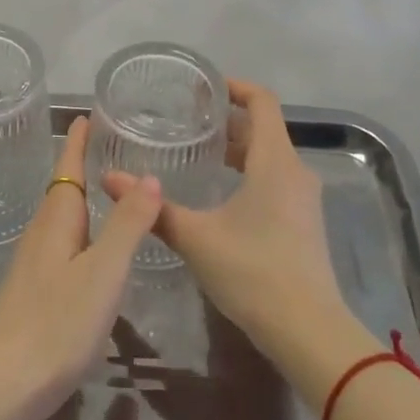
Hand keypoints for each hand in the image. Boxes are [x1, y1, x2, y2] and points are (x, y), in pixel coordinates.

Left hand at [0, 116, 163, 419]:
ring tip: (107, 193)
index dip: (78, 143)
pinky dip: (80, 233)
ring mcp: (33, 266)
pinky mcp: (33, 294)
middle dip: (81, 167)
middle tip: (108, 147)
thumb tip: (149, 175)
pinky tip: (91, 253)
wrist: (2, 387)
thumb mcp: (104, 271)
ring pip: (61, 220)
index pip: (68, 167)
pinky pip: (61, 247)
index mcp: (57, 220)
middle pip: (63, 191)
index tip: (85, 115)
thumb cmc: (57, 323)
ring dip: (81, 200)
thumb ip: (128, 225)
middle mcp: (42, 234)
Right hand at [102, 79, 347, 366]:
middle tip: (188, 120)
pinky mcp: (304, 223)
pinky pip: (275, 180)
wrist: (310, 333)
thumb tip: (110, 179)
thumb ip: (154, 209)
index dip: (234, 87)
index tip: (203, 88)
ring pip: (269, 157)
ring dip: (237, 149)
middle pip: (264, 129)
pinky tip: (220, 194)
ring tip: (198, 153)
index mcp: (274, 160)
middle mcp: (295, 171)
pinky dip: (248, 173)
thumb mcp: (196, 238)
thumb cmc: (254, 272)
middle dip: (228, 120)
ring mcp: (304, 199)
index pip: (261, 101)